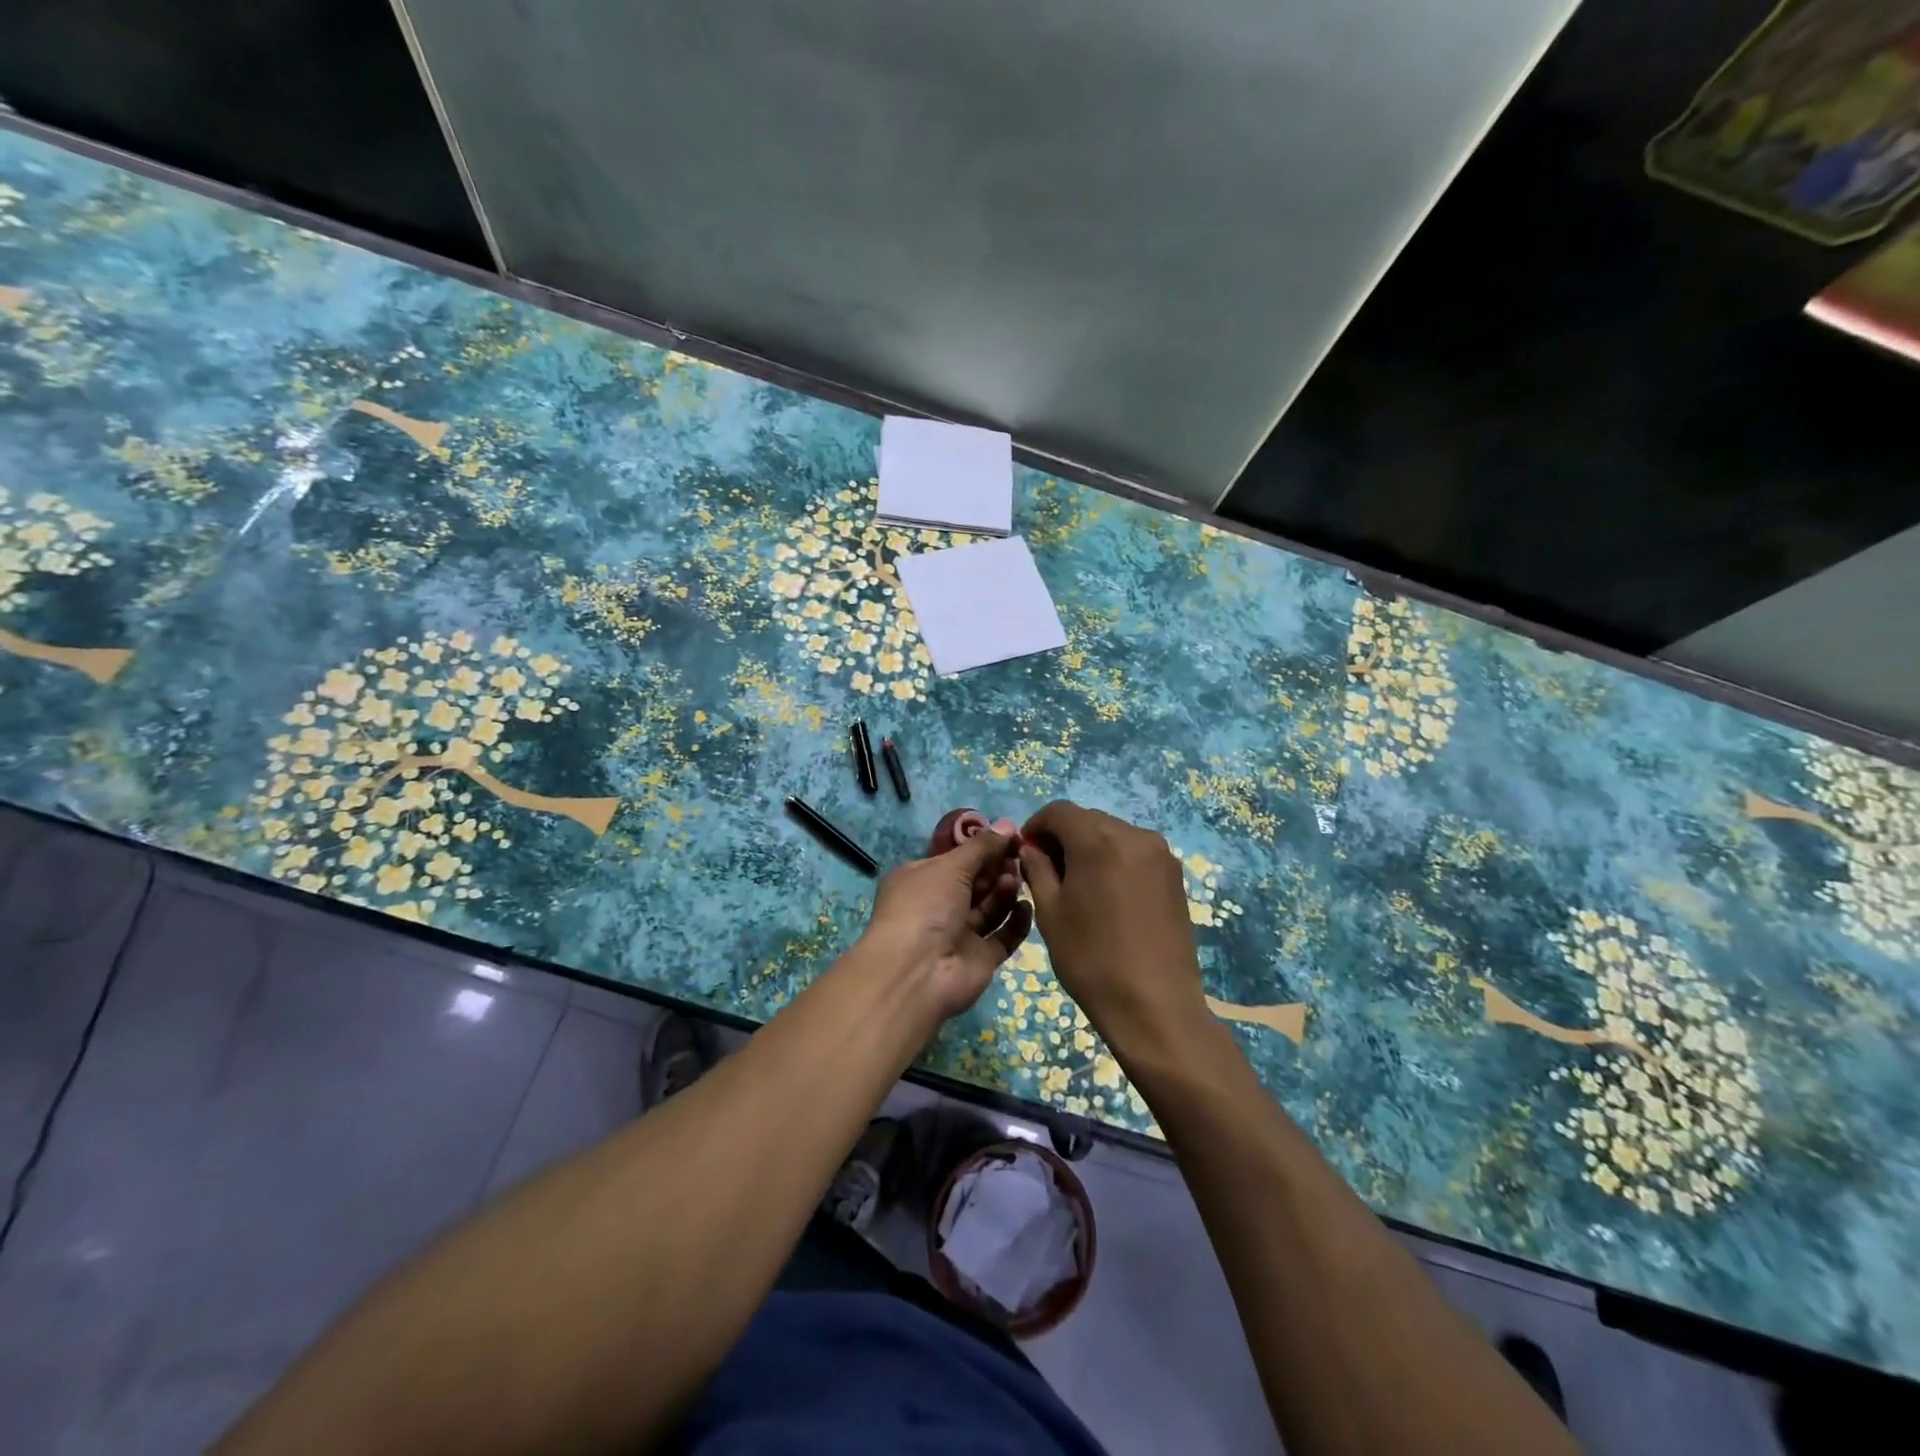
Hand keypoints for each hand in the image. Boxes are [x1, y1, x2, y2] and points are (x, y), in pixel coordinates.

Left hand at [857, 827, 1033, 1024]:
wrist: (917, 973)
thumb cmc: (925, 907)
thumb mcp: (950, 866)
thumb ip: (982, 846)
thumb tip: (1007, 824)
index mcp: (921, 879)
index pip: (956, 859)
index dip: (983, 847)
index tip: (1011, 836)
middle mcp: (939, 906)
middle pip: (976, 882)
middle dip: (997, 868)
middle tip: (1018, 856)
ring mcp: (960, 934)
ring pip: (991, 907)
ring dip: (1004, 891)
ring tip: (1014, 881)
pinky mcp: (981, 958)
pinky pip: (1004, 936)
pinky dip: (1016, 921)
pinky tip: (1025, 907)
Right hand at [1019, 801, 1209, 1062]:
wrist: (1154, 1005)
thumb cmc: (1091, 959)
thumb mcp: (1050, 913)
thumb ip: (1037, 870)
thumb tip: (1032, 849)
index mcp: (1098, 840)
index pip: (1059, 811)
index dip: (1037, 825)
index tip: (1026, 851)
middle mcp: (1134, 835)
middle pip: (1088, 819)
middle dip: (1064, 836)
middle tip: (1048, 870)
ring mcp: (1160, 854)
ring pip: (1113, 833)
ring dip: (1090, 847)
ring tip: (1079, 885)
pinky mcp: (1174, 874)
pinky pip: (1135, 852)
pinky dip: (1114, 859)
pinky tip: (1107, 893)